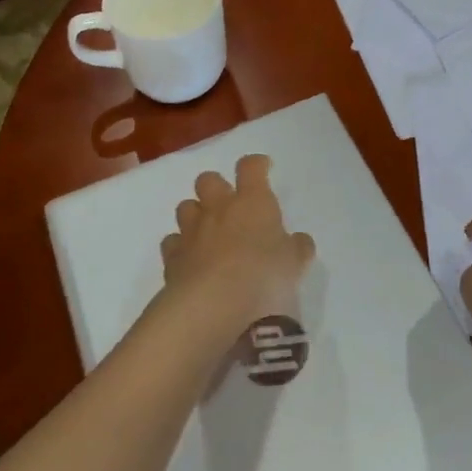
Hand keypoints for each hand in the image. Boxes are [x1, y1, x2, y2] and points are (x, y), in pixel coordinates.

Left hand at [160, 155, 315, 333]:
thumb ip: (297, 248)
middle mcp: (219, 209)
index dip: (256, 164)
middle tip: (230, 204)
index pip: (250, 167)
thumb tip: (299, 240)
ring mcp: (192, 231)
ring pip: (186, 206)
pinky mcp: (172, 258)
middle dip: (217, 187)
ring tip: (208, 232)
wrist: (212, 306)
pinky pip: (172, 241)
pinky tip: (191, 260)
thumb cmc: (262, 276)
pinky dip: (180, 246)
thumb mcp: (294, 264)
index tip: (263, 168)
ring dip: (196, 214)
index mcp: (252, 202)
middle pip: (208, 180)